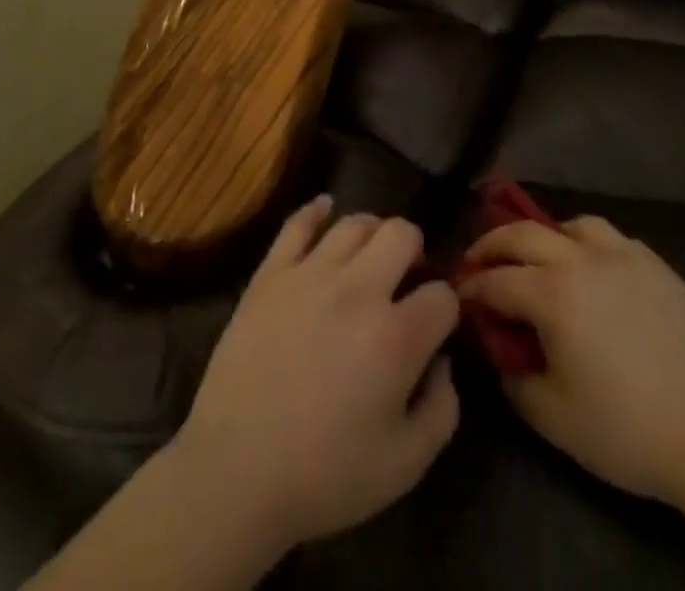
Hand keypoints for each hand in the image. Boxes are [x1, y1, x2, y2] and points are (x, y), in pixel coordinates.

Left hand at [173, 196, 460, 551]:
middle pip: (402, 233)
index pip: (442, 296)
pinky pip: (297, 223)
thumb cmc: (326, 476)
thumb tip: (441, 361)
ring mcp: (310, 273)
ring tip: (371, 255)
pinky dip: (316, 210)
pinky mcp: (271, 272)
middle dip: (415, 251)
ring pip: (354, 223)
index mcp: (396, 336)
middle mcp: (358, 289)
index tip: (437, 325)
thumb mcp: (405, 465)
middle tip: (406, 278)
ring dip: (373, 233)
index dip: (447, 309)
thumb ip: (441, 409)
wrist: (237, 470)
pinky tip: (325, 208)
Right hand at [460, 216, 684, 509]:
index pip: (495, 280)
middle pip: (523, 234)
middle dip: (492, 244)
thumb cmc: (626, 431)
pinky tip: (595, 270)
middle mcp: (581, 260)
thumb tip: (498, 351)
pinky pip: (613, 239)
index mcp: (551, 292)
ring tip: (541, 259)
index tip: (456, 297)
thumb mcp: (552, 417)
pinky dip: (590, 245)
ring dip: (545, 237)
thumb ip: (512, 378)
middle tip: (477, 262)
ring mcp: (624, 257)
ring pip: (572, 225)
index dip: (469, 288)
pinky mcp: (658, 267)